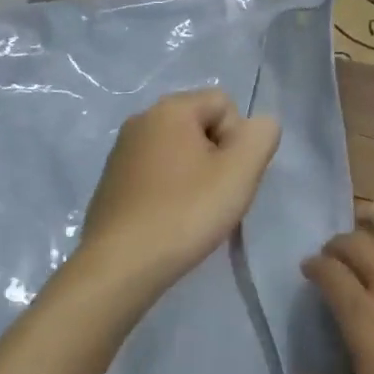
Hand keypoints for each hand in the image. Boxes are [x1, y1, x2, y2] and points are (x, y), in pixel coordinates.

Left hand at [76, 89, 280, 295]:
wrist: (118, 269)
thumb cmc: (185, 213)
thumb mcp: (241, 171)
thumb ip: (262, 135)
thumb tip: (260, 125)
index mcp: (170, 108)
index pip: (224, 104)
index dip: (238, 139)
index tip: (229, 176)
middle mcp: (142, 120)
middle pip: (201, 126)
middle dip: (218, 157)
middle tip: (217, 196)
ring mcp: (121, 152)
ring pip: (179, 152)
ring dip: (195, 175)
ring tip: (194, 212)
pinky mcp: (111, 183)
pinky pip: (156, 174)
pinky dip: (169, 191)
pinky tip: (170, 221)